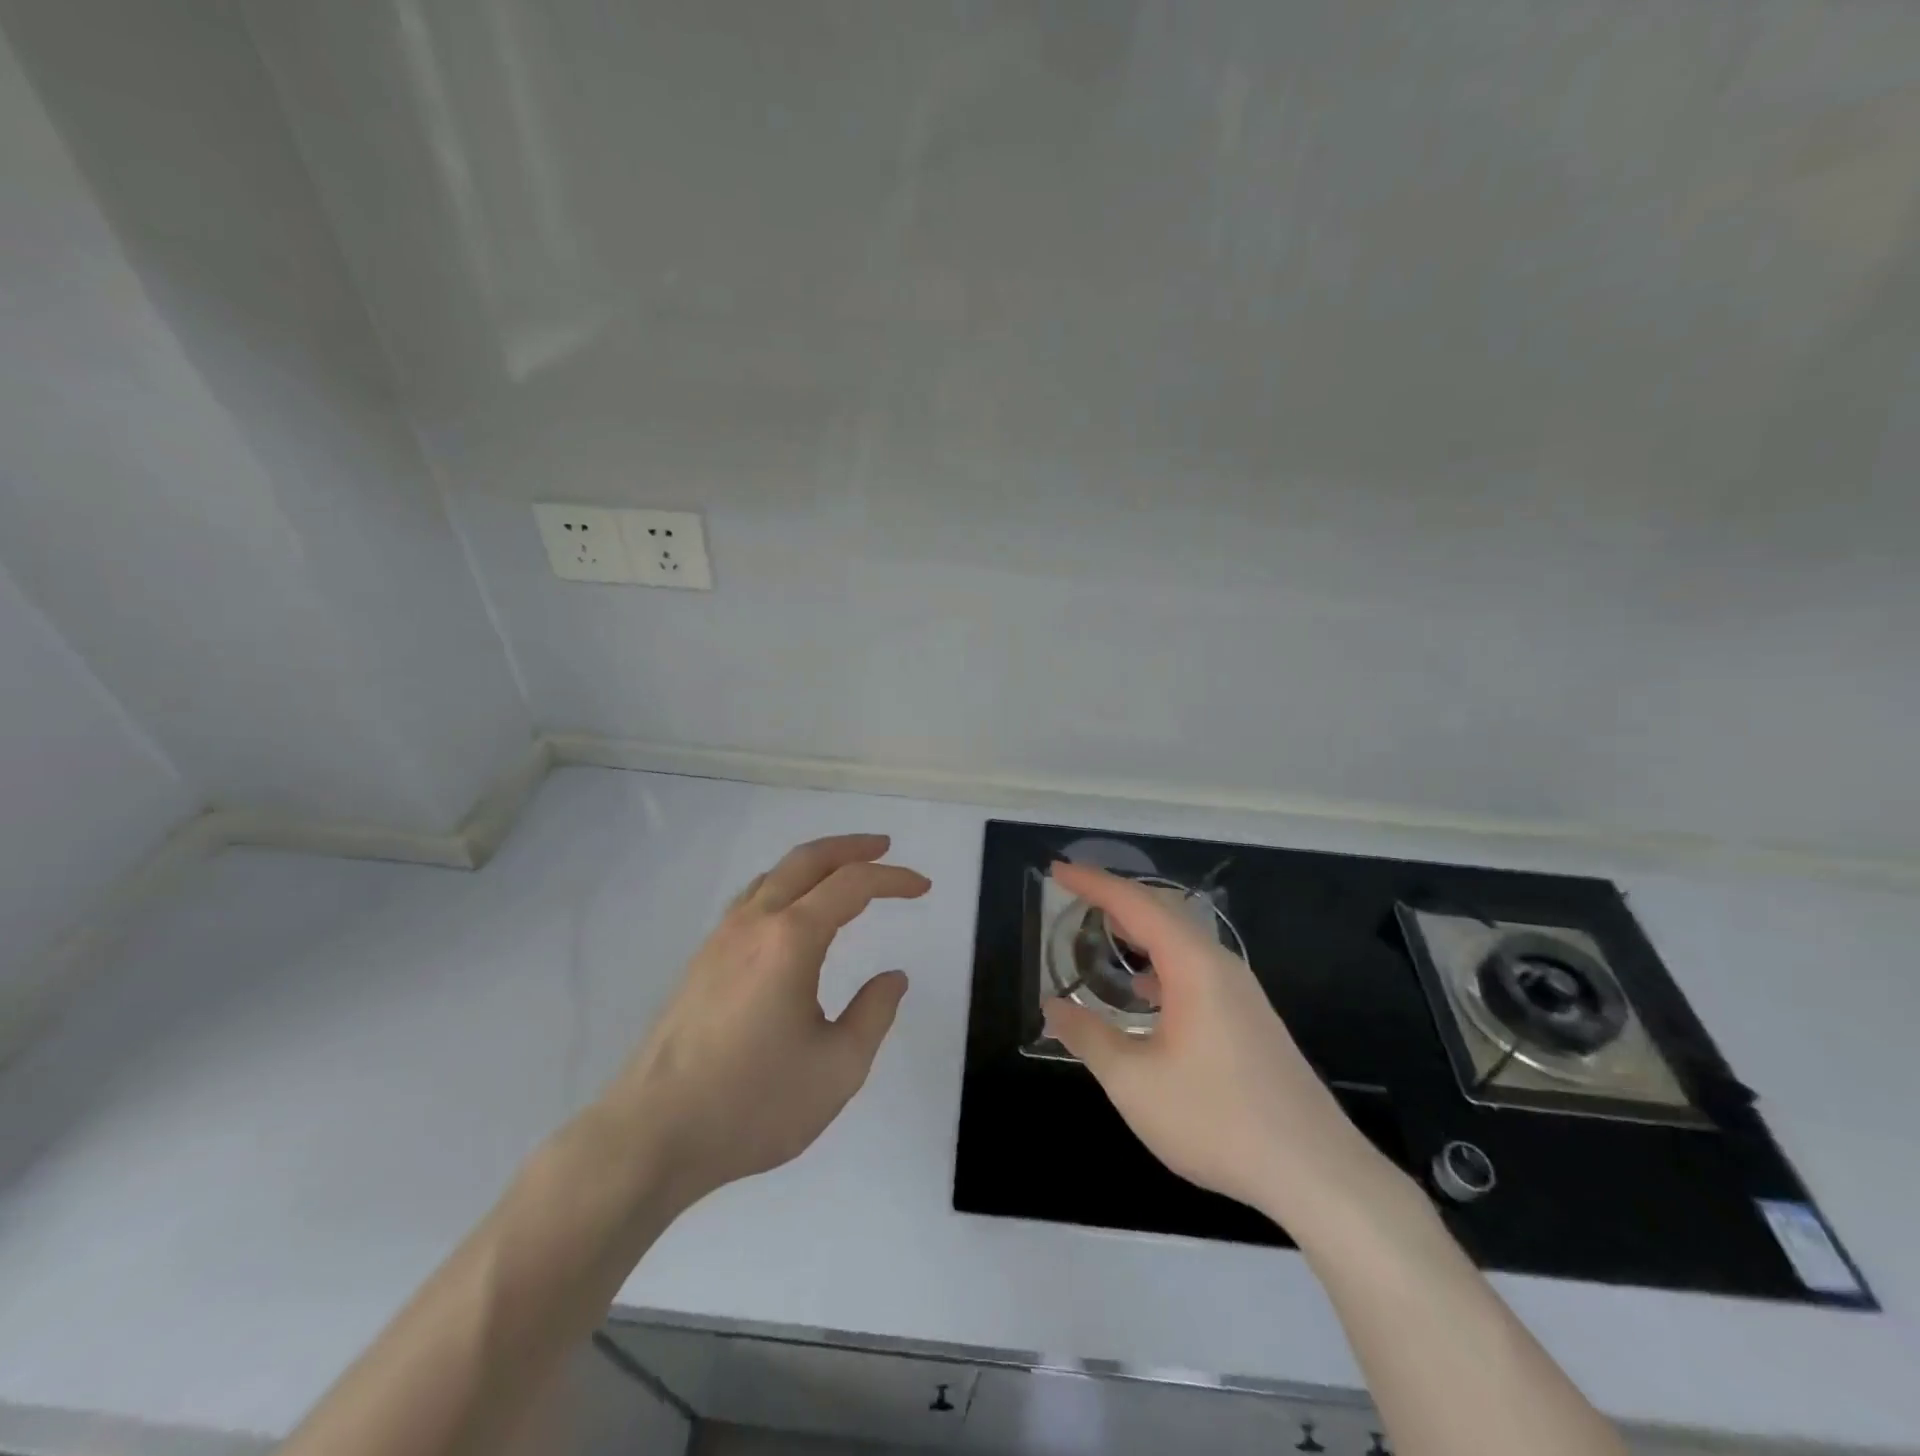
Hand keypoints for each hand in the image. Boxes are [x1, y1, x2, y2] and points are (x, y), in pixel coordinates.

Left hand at [600, 834, 929, 1206]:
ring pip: (773, 875)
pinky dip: (785, 885)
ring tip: (843, 873)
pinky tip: (791, 914)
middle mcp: (754, 923)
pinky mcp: (701, 961)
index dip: (893, 879)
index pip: (852, 885)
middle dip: (850, 847)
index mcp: (791, 939)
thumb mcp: (838, 1068)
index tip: (923, 887)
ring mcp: (721, 939)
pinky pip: (751, 899)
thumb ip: (873, 1014)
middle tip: (884, 847)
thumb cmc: (753, 1104)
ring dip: (814, 863)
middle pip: (807, 859)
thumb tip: (893, 977)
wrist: (652, 1136)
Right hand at [1044, 862, 1399, 1235]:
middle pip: (1163, 911)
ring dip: (1141, 929)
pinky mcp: (1250, 1018)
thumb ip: (1088, 1037)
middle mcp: (1220, 965)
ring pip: (1183, 940)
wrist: (1315, 1172)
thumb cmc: (1216, 1119)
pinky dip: (1161, 961)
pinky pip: (1196, 967)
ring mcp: (1241, 992)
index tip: (1058, 870)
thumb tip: (1052, 1007)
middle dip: (1116, 898)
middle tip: (1075, 893)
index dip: (1093, 884)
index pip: (1135, 905)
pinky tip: (1145, 992)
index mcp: (1193, 965)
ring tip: (1104, 932)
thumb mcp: (1134, 1082)